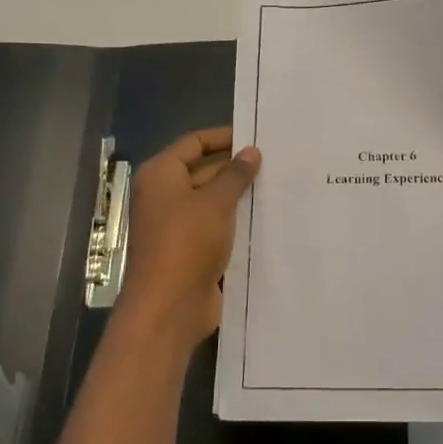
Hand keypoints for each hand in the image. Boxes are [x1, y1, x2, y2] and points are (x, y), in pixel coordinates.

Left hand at [117, 127, 260, 353]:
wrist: (169, 307)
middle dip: (237, 168)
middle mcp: (165, 196)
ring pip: (214, 202)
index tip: (257, 136)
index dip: (224, 137)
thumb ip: (235, 175)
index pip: (194, 143)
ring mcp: (178, 226)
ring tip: (281, 186)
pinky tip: (270, 219)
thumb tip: (251, 152)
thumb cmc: (186, 242)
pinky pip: (219, 229)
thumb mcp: (215, 202)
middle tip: (278, 162)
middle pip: (204, 171)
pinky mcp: (192, 251)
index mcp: (161, 175)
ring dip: (241, 197)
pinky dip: (239, 224)